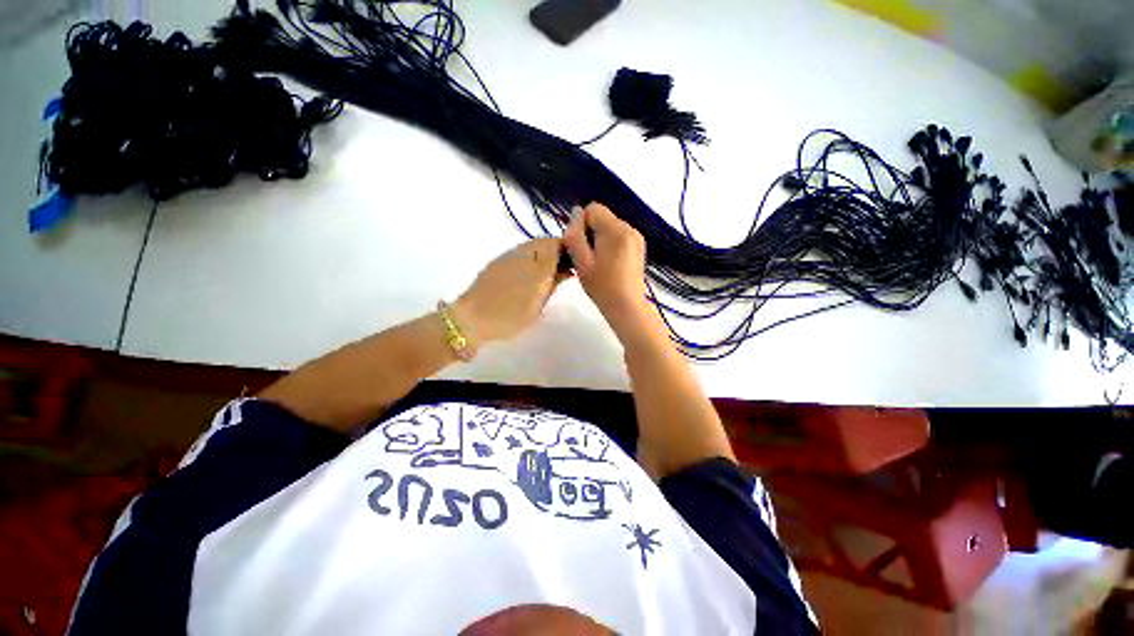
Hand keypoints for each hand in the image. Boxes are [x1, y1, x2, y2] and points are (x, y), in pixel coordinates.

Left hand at [455, 238, 567, 347]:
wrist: (471, 319)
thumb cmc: (509, 316)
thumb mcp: (538, 305)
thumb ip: (553, 283)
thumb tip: (566, 269)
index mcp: (535, 264)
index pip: (558, 244)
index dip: (569, 250)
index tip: (575, 264)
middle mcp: (522, 253)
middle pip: (545, 242)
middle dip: (557, 251)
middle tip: (563, 270)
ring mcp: (508, 256)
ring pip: (532, 246)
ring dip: (544, 254)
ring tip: (548, 273)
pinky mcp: (497, 261)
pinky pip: (520, 252)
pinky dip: (531, 258)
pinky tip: (529, 274)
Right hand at [563, 203, 654, 337]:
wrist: (627, 307)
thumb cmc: (602, 287)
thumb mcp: (582, 262)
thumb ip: (575, 235)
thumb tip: (575, 212)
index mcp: (615, 229)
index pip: (592, 209)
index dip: (581, 226)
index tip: (581, 248)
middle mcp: (629, 228)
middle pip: (601, 218)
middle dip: (590, 233)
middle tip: (587, 258)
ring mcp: (636, 238)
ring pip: (609, 228)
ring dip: (599, 240)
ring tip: (598, 264)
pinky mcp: (638, 247)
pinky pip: (618, 237)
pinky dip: (610, 246)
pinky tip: (609, 265)